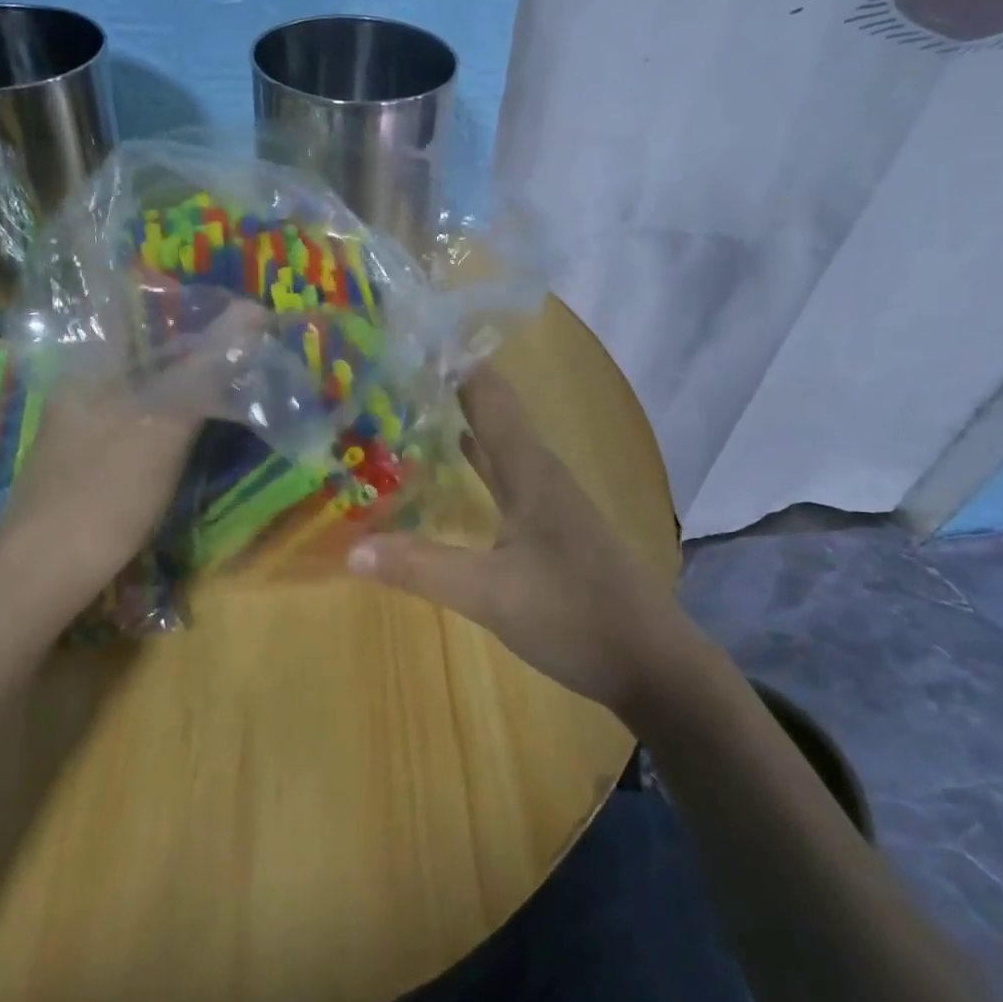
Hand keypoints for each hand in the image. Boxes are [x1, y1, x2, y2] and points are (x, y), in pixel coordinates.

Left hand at [0, 307, 262, 614]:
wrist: (45, 573)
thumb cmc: (105, 490)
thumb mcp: (164, 425)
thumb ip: (207, 368)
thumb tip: (255, 311)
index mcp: (92, 363)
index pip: (138, 306)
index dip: (188, 300)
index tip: (235, 309)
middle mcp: (87, 383)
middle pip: (149, 344)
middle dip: (201, 341)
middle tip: (251, 345)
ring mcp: (90, 421)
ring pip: (150, 382)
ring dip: (193, 376)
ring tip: (239, 375)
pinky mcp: (98, 455)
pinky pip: (146, 414)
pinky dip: (179, 410)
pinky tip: (206, 422)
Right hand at [347, 367, 690, 711]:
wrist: (651, 663)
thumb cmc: (574, 614)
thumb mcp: (489, 594)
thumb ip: (421, 567)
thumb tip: (351, 547)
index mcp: (530, 469)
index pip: (489, 395)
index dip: (456, 363)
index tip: (411, 339)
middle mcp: (541, 472)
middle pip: (492, 414)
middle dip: (448, 391)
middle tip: (393, 374)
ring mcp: (550, 500)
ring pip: (499, 446)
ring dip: (461, 426)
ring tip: (411, 409)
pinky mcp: (553, 526)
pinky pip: (505, 478)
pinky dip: (477, 465)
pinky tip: (457, 465)